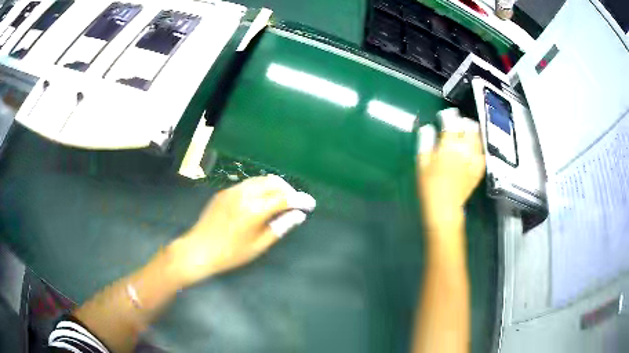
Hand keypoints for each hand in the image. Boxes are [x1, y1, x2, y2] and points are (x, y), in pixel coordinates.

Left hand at [170, 175, 315, 285]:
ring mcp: (232, 191)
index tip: (310, 204)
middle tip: (295, 203)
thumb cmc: (230, 254)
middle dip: (288, 190)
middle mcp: (244, 194)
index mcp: (254, 210)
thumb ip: (279, 228)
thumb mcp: (258, 246)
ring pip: (260, 180)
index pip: (284, 198)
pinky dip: (261, 188)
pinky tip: (261, 201)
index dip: (300, 200)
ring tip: (280, 201)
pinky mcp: (225, 192)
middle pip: (273, 182)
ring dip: (275, 187)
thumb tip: (297, 216)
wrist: (199, 249)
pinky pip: (248, 184)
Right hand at [417, 108, 484, 231]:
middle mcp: (464, 149)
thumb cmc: (429, 185)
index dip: (448, 115)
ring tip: (465, 131)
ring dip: (471, 131)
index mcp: (448, 146)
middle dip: (462, 121)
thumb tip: (428, 127)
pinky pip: (482, 152)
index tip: (444, 115)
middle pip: (468, 126)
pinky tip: (473, 146)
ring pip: (477, 137)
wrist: (444, 207)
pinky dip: (478, 146)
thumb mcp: (421, 162)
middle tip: (456, 123)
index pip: (451, 123)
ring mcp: (474, 159)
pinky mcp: (479, 168)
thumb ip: (425, 142)